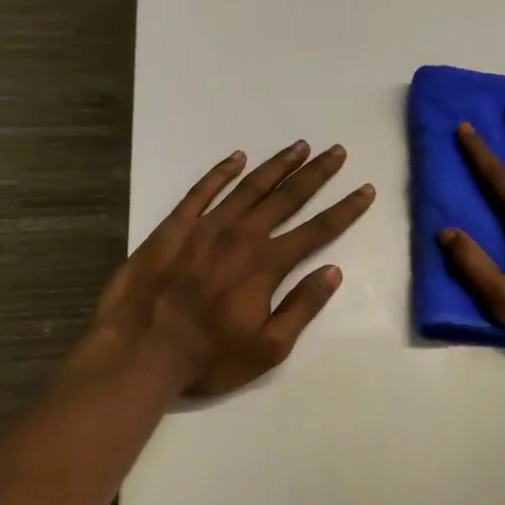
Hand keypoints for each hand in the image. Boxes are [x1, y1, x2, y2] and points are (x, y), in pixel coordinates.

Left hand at [61, 141, 374, 400]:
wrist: (138, 352)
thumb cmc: (208, 358)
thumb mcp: (268, 348)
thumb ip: (302, 307)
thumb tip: (333, 271)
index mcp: (267, 265)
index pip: (318, 230)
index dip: (346, 209)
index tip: (366, 189)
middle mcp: (242, 236)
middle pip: (288, 197)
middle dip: (317, 173)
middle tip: (337, 150)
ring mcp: (205, 228)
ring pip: (249, 187)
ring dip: (277, 165)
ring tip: (300, 146)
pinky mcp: (173, 228)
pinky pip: (201, 192)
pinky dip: (220, 172)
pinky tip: (237, 157)